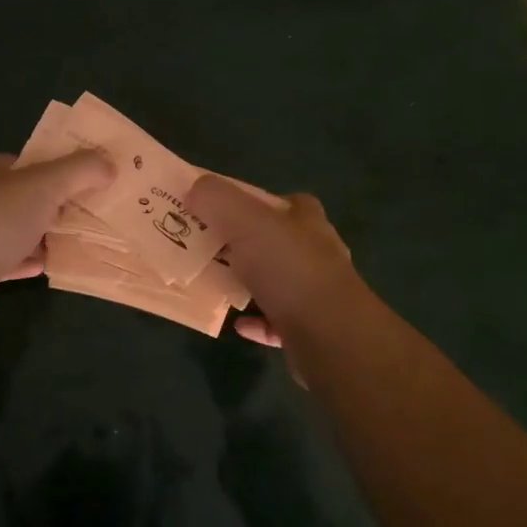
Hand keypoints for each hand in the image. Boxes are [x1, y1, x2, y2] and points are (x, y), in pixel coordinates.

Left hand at [0, 150, 115, 325]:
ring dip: (46, 235)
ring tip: (81, 240)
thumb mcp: (47, 183)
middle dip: (58, 204)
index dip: (61, 168)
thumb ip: (81, 170)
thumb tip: (110, 163)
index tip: (91, 179)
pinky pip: (11, 260)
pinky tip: (50, 266)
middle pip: (28, 197)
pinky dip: (31, 261)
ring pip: (20, 230)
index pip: (32, 162)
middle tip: (94, 212)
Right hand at [186, 177, 357, 353]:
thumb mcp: (245, 221)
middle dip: (244, 244)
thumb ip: (217, 199)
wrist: (331, 336)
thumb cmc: (289, 269)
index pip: (283, 202)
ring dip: (249, 283)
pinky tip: (237, 323)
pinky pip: (277, 321)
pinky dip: (256, 320)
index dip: (254, 203)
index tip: (222, 212)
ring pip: (276, 281)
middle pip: (276, 241)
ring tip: (215, 284)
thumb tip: (195, 189)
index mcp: (307, 221)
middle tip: (207, 248)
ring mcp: (316, 292)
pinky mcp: (311, 329)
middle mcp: (317, 252)